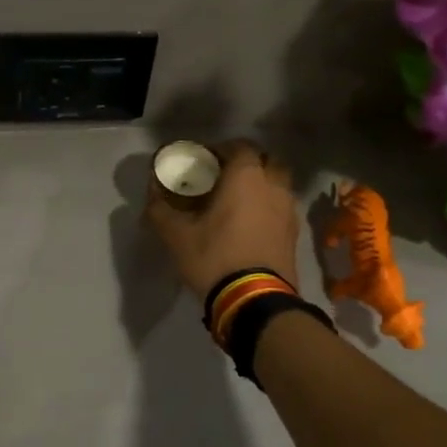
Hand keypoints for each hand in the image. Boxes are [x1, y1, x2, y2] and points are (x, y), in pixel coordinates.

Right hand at [145, 138, 301, 298]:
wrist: (255, 300)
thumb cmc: (214, 257)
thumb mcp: (176, 234)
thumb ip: (160, 208)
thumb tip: (152, 193)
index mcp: (246, 177)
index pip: (240, 146)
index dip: (221, 149)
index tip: (203, 161)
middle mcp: (273, 186)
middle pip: (267, 161)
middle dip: (248, 164)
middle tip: (225, 178)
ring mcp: (289, 211)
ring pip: (278, 185)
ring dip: (261, 186)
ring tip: (238, 202)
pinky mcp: (294, 234)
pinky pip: (282, 208)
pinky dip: (269, 207)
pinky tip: (250, 225)